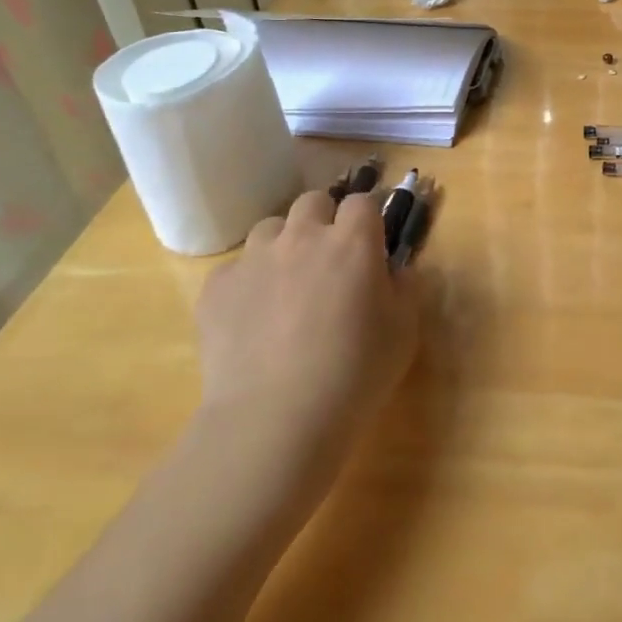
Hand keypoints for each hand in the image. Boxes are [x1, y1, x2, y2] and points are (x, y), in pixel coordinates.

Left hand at [194, 189, 420, 480]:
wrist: (275, 420)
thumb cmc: (355, 374)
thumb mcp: (404, 331)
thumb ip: (405, 287)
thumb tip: (394, 269)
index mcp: (352, 242)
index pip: (363, 202)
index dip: (369, 218)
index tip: (373, 241)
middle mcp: (302, 237)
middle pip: (314, 202)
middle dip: (325, 220)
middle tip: (331, 260)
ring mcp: (254, 259)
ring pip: (271, 229)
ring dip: (285, 245)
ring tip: (289, 287)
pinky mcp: (217, 287)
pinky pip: (237, 268)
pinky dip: (249, 283)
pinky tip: (254, 320)